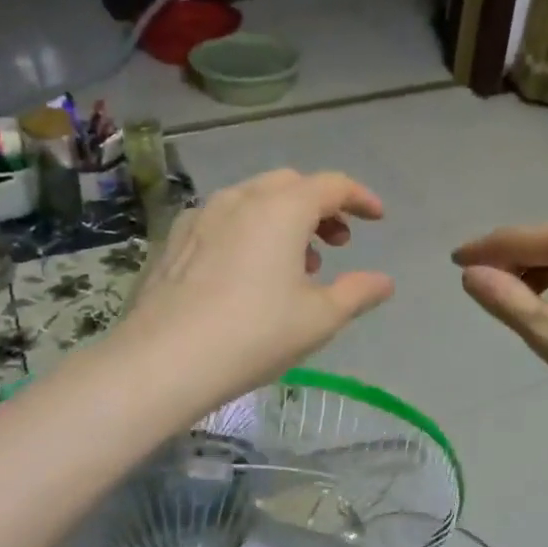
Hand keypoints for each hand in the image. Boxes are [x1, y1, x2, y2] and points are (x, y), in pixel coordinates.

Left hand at [119, 170, 393, 414]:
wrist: (163, 361)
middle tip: (337, 244)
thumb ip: (358, 292)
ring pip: (255, 199)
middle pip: (292, 185)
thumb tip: (384, 282)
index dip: (360, 198)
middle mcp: (241, 199)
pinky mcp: (175, 238)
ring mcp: (202, 215)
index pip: (332, 185)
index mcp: (282, 208)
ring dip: (285, 219)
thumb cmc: (255, 334)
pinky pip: (224, 219)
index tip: (377, 219)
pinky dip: (250, 230)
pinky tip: (248, 272)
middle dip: (321, 207)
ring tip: (295, 265)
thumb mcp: (320, 318)